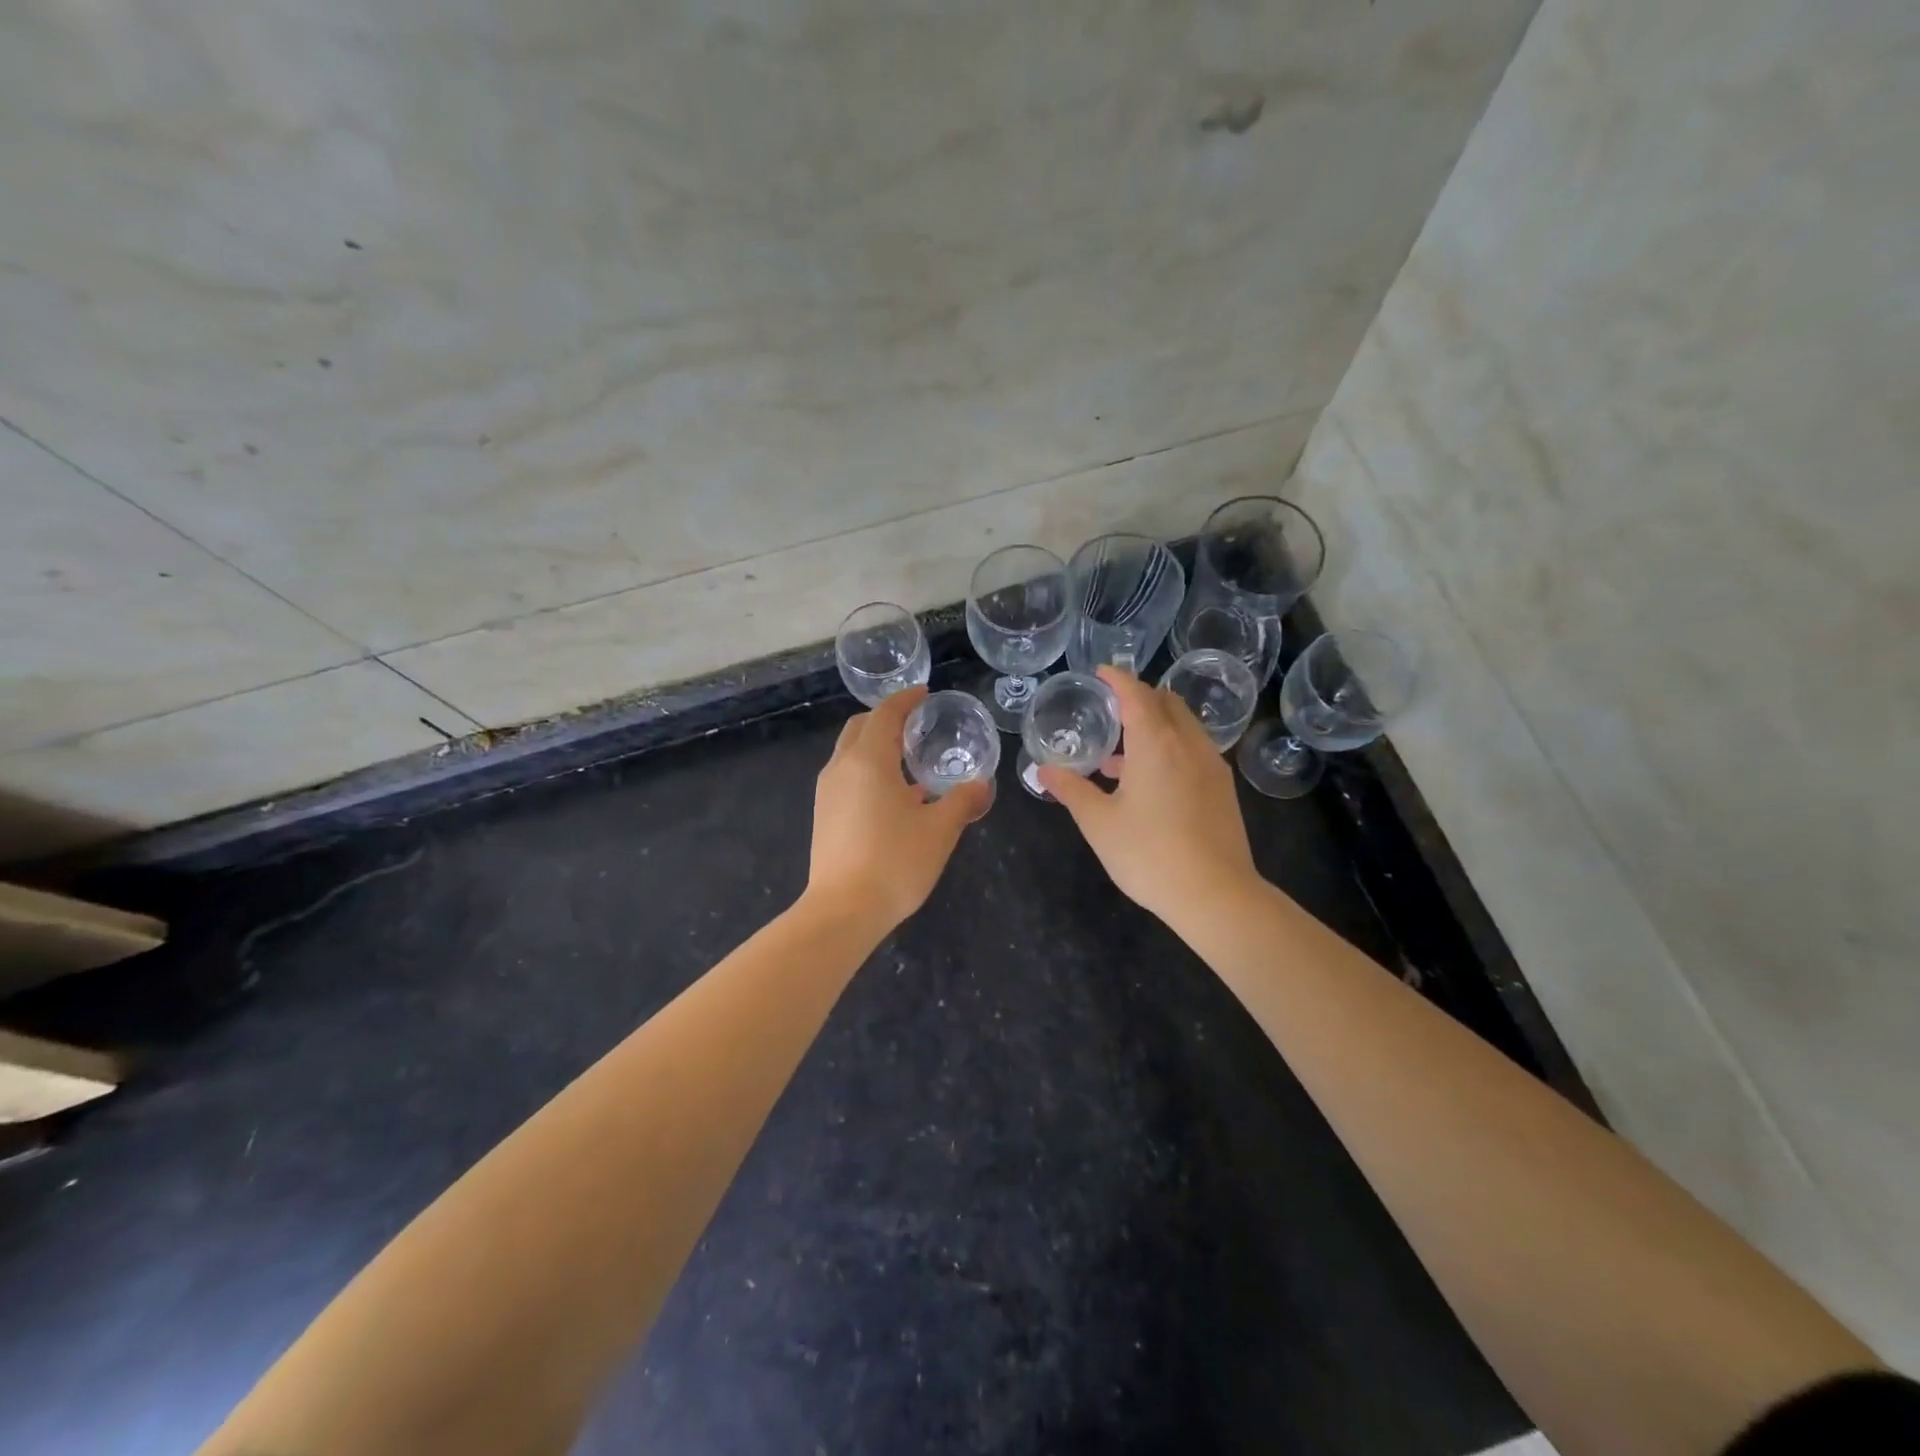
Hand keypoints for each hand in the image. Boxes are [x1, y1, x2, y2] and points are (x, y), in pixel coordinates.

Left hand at [807, 686, 990, 932]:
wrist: (843, 911)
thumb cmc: (895, 862)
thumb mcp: (940, 830)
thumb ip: (962, 801)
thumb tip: (982, 785)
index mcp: (869, 761)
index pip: (884, 715)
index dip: (905, 700)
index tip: (924, 694)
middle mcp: (841, 768)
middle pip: (860, 728)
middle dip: (885, 719)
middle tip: (915, 723)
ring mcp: (827, 793)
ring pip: (850, 754)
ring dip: (876, 747)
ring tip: (908, 760)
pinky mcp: (823, 816)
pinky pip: (846, 778)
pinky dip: (868, 771)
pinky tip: (893, 796)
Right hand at [1038, 667, 1261, 928]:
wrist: (1216, 895)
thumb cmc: (1149, 854)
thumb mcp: (1099, 823)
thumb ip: (1071, 790)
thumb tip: (1044, 770)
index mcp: (1156, 744)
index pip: (1136, 694)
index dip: (1117, 679)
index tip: (1100, 672)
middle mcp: (1189, 744)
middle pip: (1166, 702)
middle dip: (1139, 698)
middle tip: (1110, 710)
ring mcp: (1211, 766)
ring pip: (1183, 727)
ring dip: (1155, 726)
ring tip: (1120, 755)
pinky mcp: (1222, 789)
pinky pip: (1194, 749)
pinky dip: (1170, 747)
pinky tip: (1149, 782)